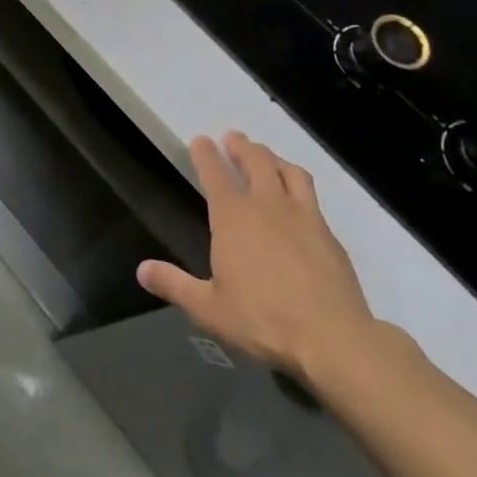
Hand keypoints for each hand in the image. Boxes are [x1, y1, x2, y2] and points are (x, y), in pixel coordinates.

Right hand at [137, 132, 380, 379]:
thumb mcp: (209, 308)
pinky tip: (299, 199)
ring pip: (289, 172)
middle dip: (242, 146)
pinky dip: (299, 185)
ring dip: (274, 159)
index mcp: (233, 217)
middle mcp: (267, 207)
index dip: (205, 154)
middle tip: (234, 137)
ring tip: (268, 157)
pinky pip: (312, 196)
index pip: (215, 174)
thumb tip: (142, 270)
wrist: (334, 340)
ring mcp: (303, 217)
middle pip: (256, 162)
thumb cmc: (263, 321)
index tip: (201, 140)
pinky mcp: (329, 235)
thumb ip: (175, 285)